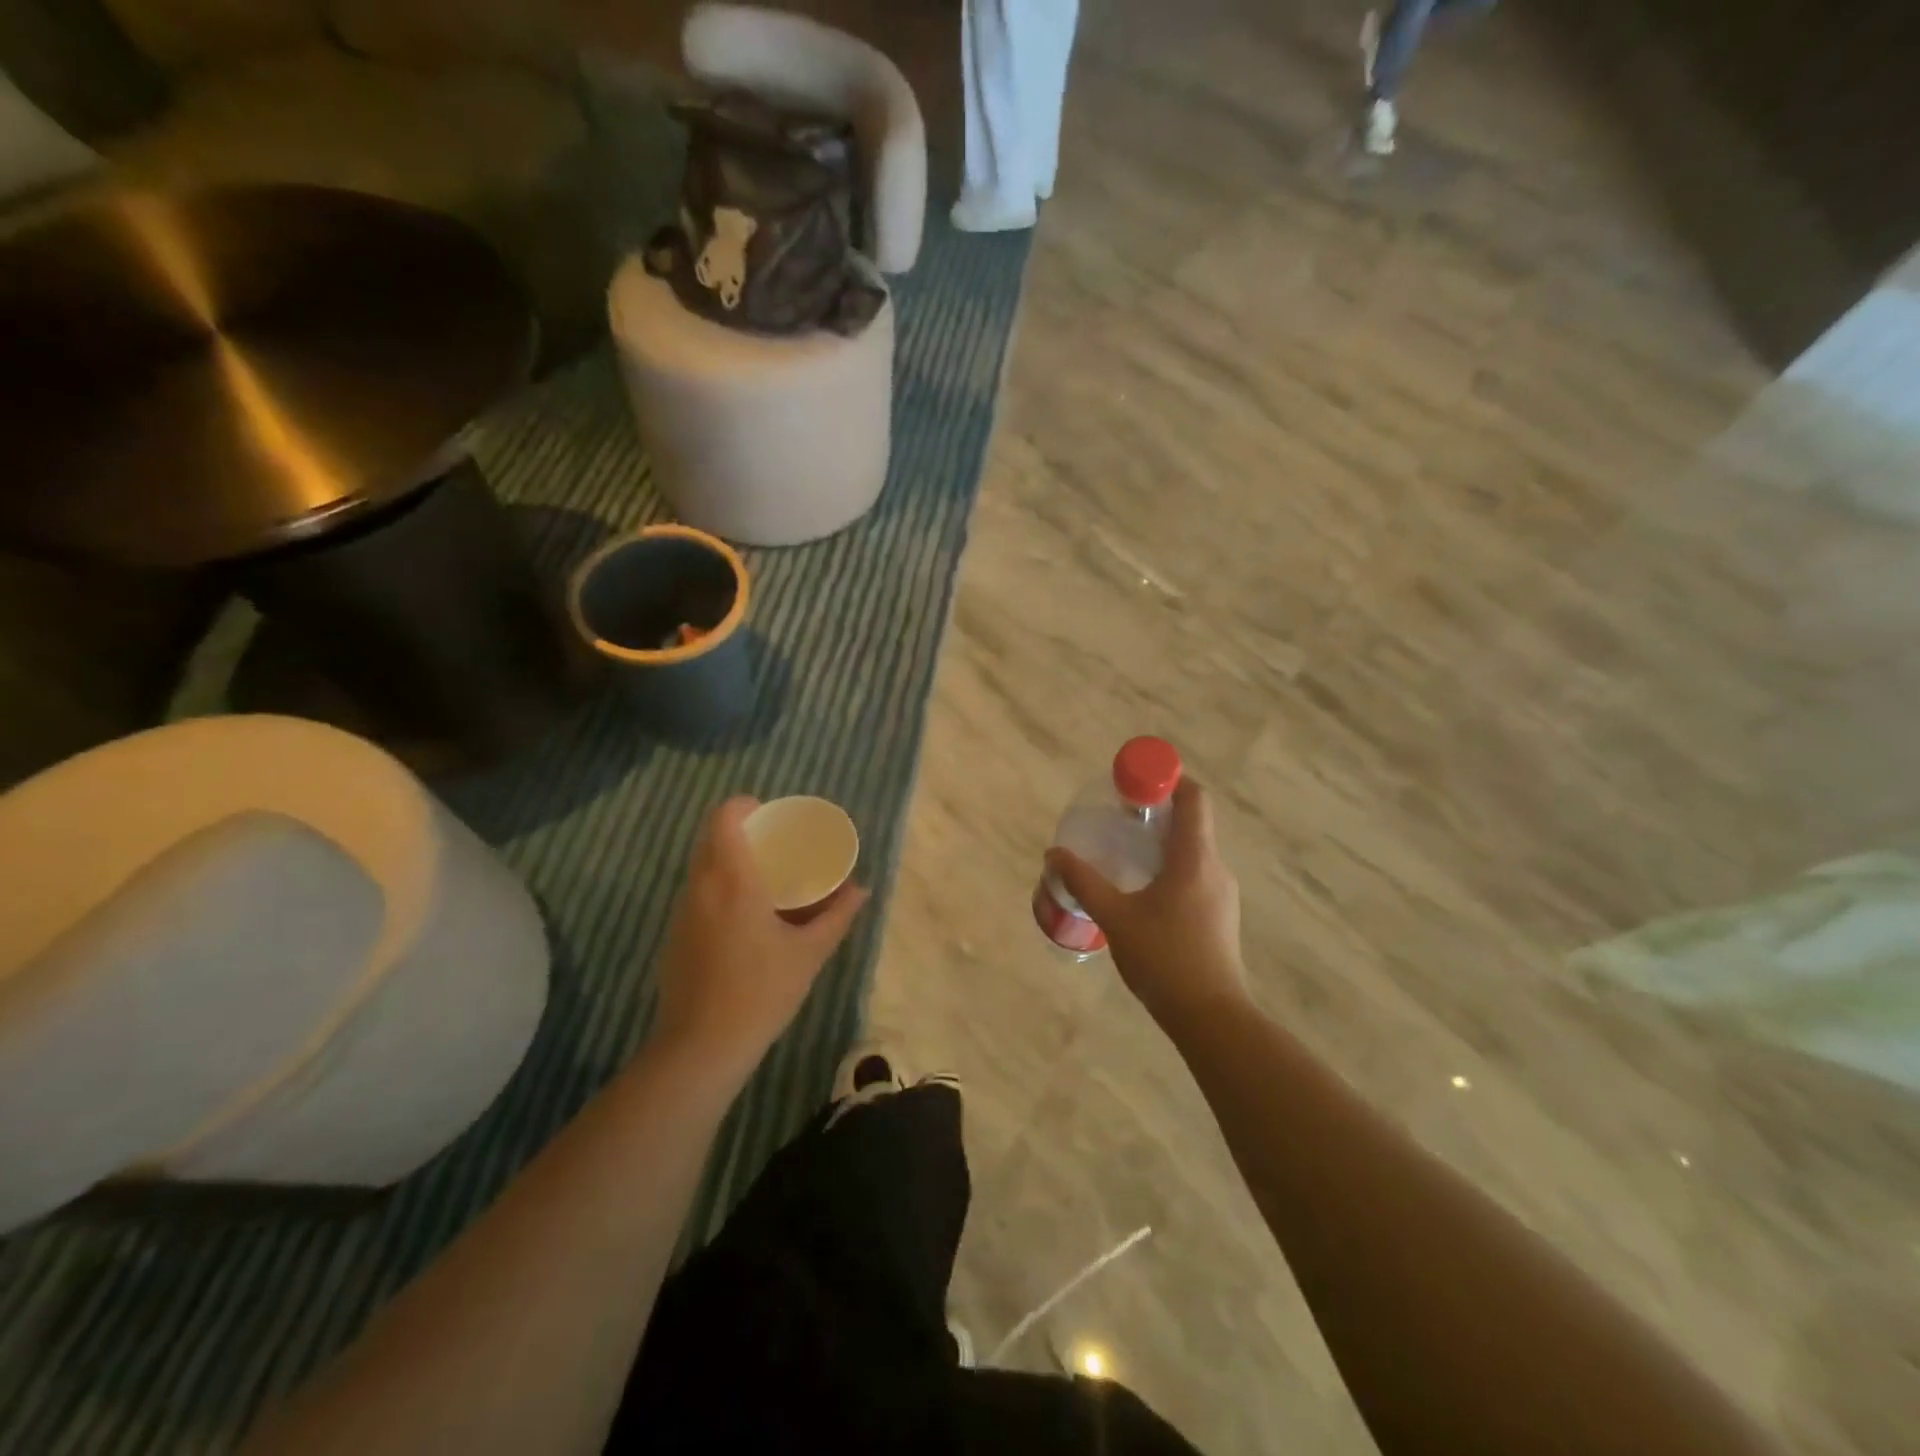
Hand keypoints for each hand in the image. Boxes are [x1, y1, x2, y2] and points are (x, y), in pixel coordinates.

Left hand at [652, 797, 868, 1079]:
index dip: (745, 805)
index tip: (772, 814)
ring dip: (730, 861)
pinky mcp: (674, 936)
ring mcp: (682, 912)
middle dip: (743, 832)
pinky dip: (720, 888)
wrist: (701, 1048)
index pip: (724, 817)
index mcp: (733, 880)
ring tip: (766, 878)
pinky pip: (698, 893)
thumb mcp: (809, 953)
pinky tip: (746, 917)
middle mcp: (701, 887)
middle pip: (712, 837)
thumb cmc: (761, 992)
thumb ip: (837, 917)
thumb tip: (862, 890)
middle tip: (777, 844)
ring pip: (703, 866)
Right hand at [1046, 779, 1247, 1032]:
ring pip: (1193, 851)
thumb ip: (1084, 881)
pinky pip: (1195, 874)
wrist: (1210, 1017)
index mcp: (1195, 859)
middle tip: (1119, 817)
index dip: (1168, 780)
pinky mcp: (1219, 915)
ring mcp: (1222, 893)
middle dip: (1156, 812)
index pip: (1194, 798)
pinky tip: (1142, 891)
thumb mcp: (1115, 917)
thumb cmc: (1164, 959)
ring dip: (1161, 843)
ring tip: (1124, 854)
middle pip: (1192, 822)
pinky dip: (1169, 868)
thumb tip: (1054, 854)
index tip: (1135, 783)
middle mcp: (1215, 868)